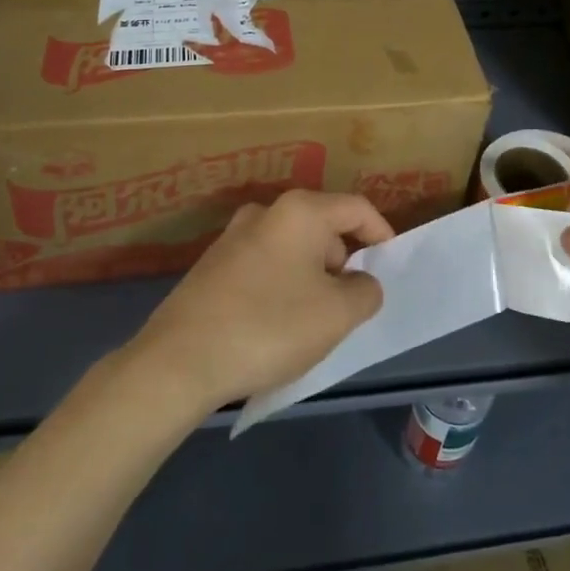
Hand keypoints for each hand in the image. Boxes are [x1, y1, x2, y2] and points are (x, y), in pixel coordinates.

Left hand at [128, 190, 389, 413]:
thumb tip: (361, 282)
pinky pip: (265, 267)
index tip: (390, 266)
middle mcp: (265, 212)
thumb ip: (366, 292)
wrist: (179, 361)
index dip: (381, 233)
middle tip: (350, 306)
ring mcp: (233, 237)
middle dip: (343, 263)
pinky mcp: (212, 266)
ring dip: (312, 278)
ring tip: (313, 322)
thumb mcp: (337, 314)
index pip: (357, 208)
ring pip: (293, 249)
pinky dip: (282, 287)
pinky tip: (275, 326)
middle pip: (323, 227)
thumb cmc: (270, 326)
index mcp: (300, 211)